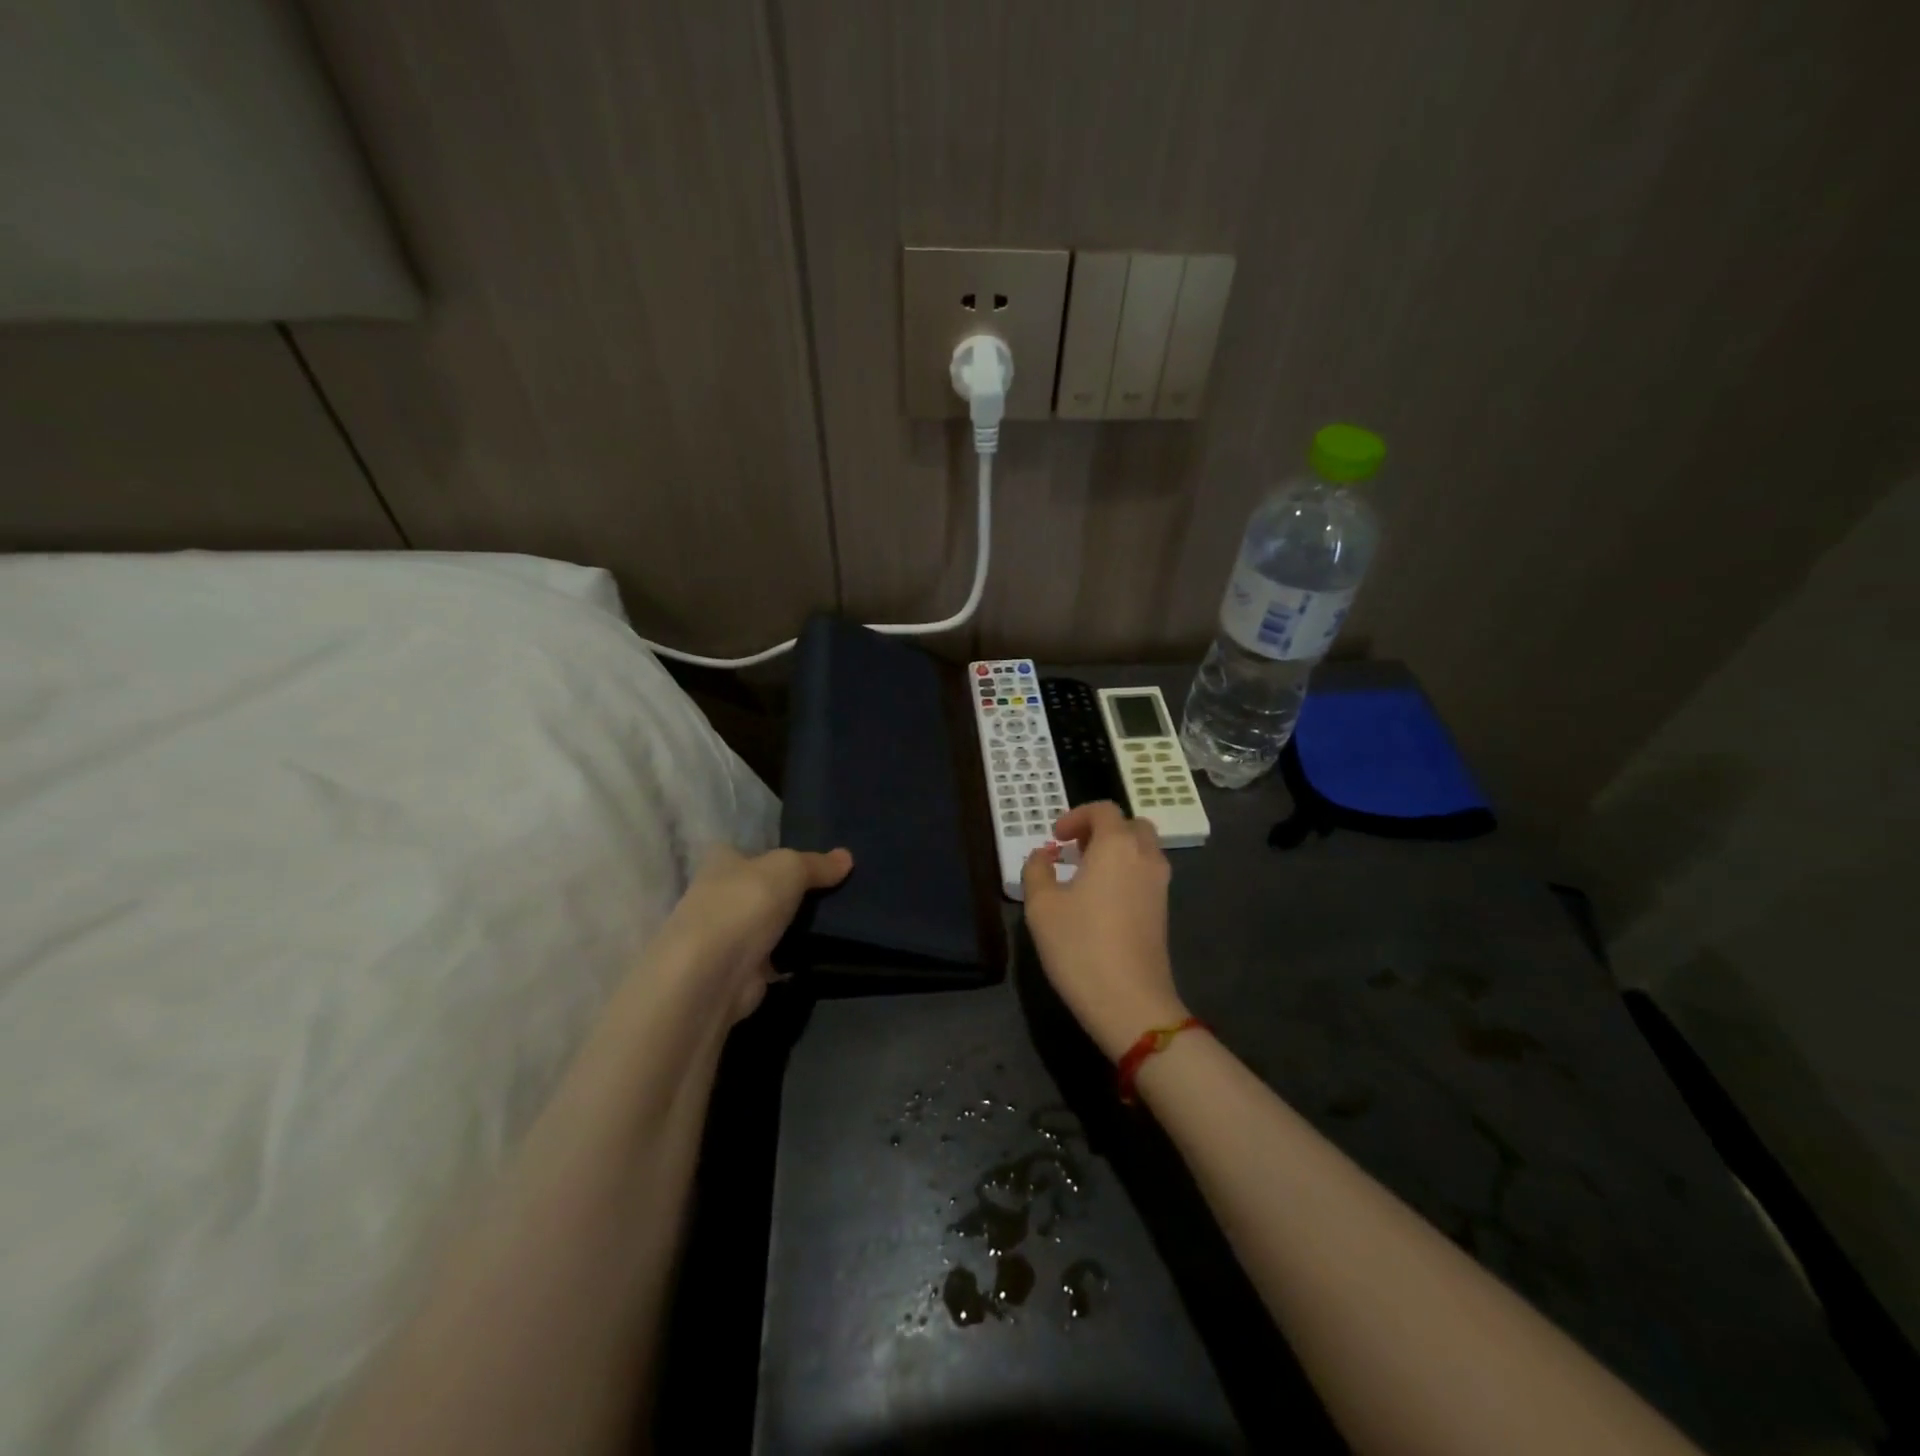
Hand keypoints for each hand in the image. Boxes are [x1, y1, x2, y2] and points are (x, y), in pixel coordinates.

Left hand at [656, 844, 852, 1023]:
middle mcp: (718, 897)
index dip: (770, 853)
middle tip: (834, 888)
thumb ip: (817, 864)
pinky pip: (776, 956)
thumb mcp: (789, 869)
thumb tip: (847, 857)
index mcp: (721, 863)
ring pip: (769, 924)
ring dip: (793, 926)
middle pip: (760, 889)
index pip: (744, 851)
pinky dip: (794, 956)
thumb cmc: (745, 904)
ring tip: (838, 918)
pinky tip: (824, 951)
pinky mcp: (742, 970)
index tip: (806, 860)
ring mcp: (729, 936)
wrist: (714, 974)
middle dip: (789, 891)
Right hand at [1021, 801, 1186, 1059]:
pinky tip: (1100, 901)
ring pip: (1143, 850)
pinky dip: (1126, 873)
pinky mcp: (1163, 912)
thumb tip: (1042, 856)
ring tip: (1085, 875)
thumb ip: (1036, 871)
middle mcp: (1145, 857)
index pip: (1104, 810)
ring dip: (1116, 851)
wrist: (1130, 1002)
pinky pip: (1146, 875)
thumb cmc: (1080, 946)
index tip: (1055, 837)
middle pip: (1131, 825)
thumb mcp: (1042, 906)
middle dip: (1102, 830)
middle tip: (1075, 849)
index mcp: (1117, 846)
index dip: (1077, 816)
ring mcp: (1160, 886)